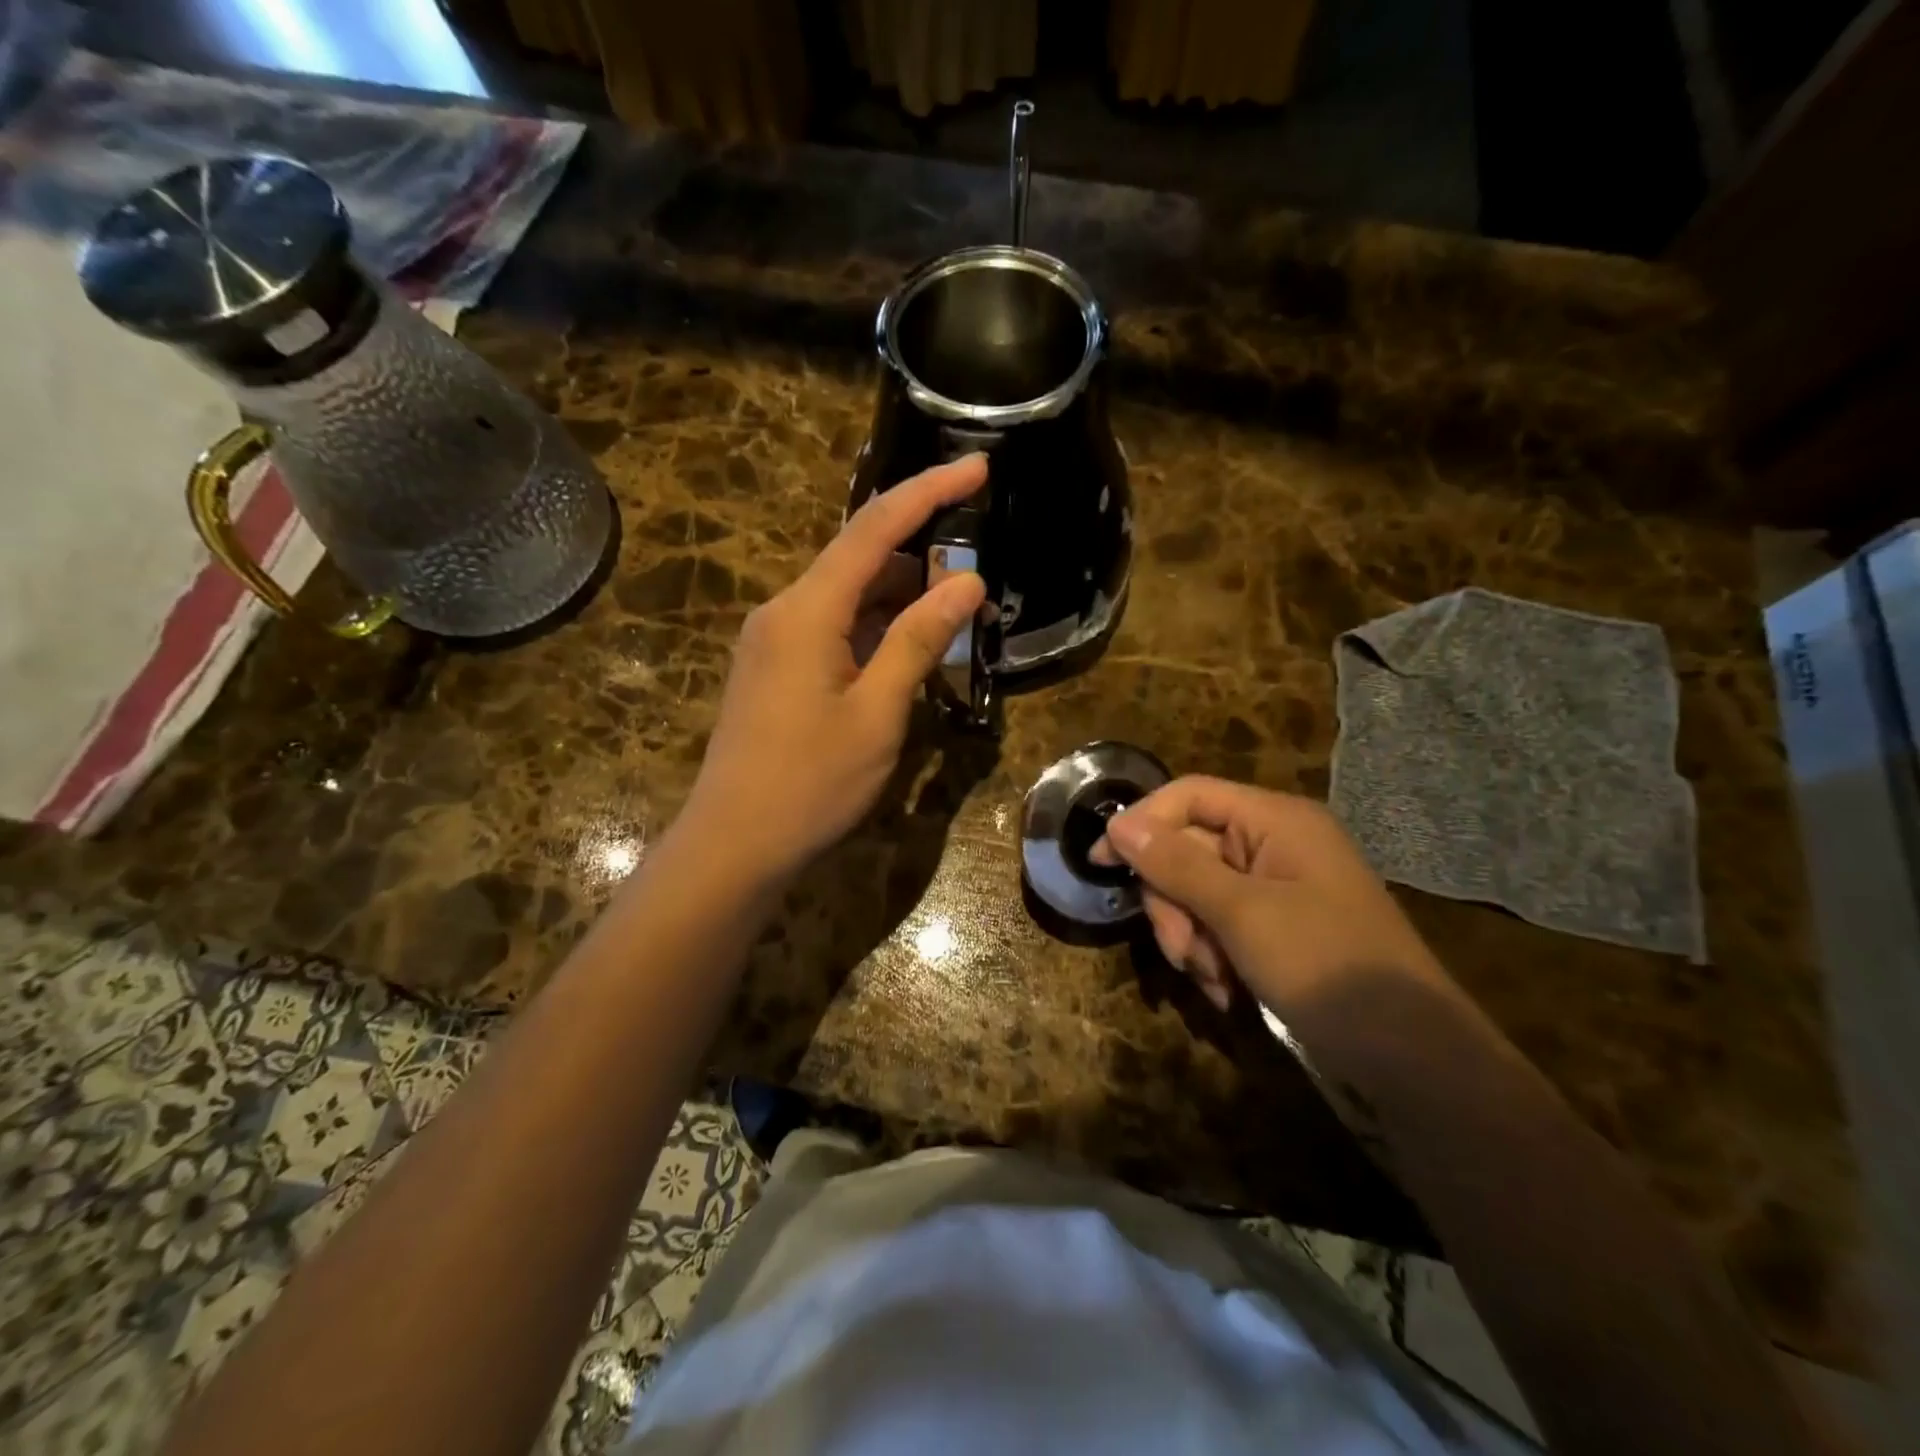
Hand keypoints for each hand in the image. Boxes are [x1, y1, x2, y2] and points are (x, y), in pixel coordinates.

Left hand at [680, 455, 988, 883]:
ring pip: (848, 597)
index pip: (874, 529)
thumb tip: (967, 583)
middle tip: (978, 572)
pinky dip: (875, 629)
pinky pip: (833, 629)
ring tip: (955, 612)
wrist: (734, 844)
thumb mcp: (878, 712)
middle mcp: (784, 611)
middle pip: (859, 558)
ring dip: (901, 597)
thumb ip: (919, 639)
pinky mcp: (775, 670)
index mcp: (806, 610)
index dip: (928, 492)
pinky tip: (909, 649)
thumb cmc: (811, 783)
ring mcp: (774, 642)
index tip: (977, 467)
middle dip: (921, 554)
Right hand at [1099, 777, 1446, 1015]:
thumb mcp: (1241, 913)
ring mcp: (1277, 887)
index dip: (1141, 823)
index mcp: (1275, 820)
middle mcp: (1274, 843)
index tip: (1101, 864)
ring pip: (1198, 893)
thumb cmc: (1326, 967)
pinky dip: (1213, 955)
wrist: (1412, 1059)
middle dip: (1175, 902)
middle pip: (1188, 848)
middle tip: (1183, 950)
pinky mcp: (1278, 927)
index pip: (1189, 795)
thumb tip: (1119, 825)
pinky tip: (1226, 991)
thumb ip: (1176, 864)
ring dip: (1192, 937)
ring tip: (1212, 980)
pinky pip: (1221, 924)